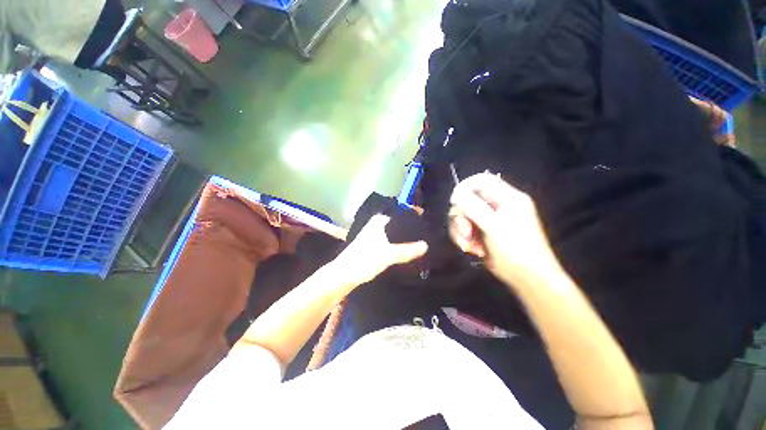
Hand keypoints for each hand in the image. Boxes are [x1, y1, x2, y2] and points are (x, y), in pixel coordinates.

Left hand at [332, 215, 427, 286]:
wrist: (344, 274)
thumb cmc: (365, 259)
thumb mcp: (389, 255)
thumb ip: (407, 250)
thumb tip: (426, 245)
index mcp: (379, 221)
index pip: (400, 214)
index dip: (413, 217)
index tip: (426, 221)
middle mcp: (375, 225)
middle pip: (397, 224)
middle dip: (409, 228)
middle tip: (426, 232)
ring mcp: (373, 235)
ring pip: (393, 233)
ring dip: (403, 237)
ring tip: (419, 241)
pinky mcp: (372, 245)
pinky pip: (389, 241)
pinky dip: (397, 243)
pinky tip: (406, 249)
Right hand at [449, 173, 561, 286]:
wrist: (526, 277)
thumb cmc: (516, 248)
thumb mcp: (495, 226)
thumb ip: (474, 207)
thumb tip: (455, 194)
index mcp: (506, 198)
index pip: (481, 180)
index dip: (465, 187)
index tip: (455, 201)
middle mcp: (495, 206)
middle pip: (466, 200)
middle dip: (461, 217)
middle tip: (466, 232)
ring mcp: (487, 220)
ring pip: (462, 216)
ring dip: (461, 231)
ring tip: (469, 245)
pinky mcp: (481, 233)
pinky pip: (463, 229)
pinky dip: (464, 239)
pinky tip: (472, 250)